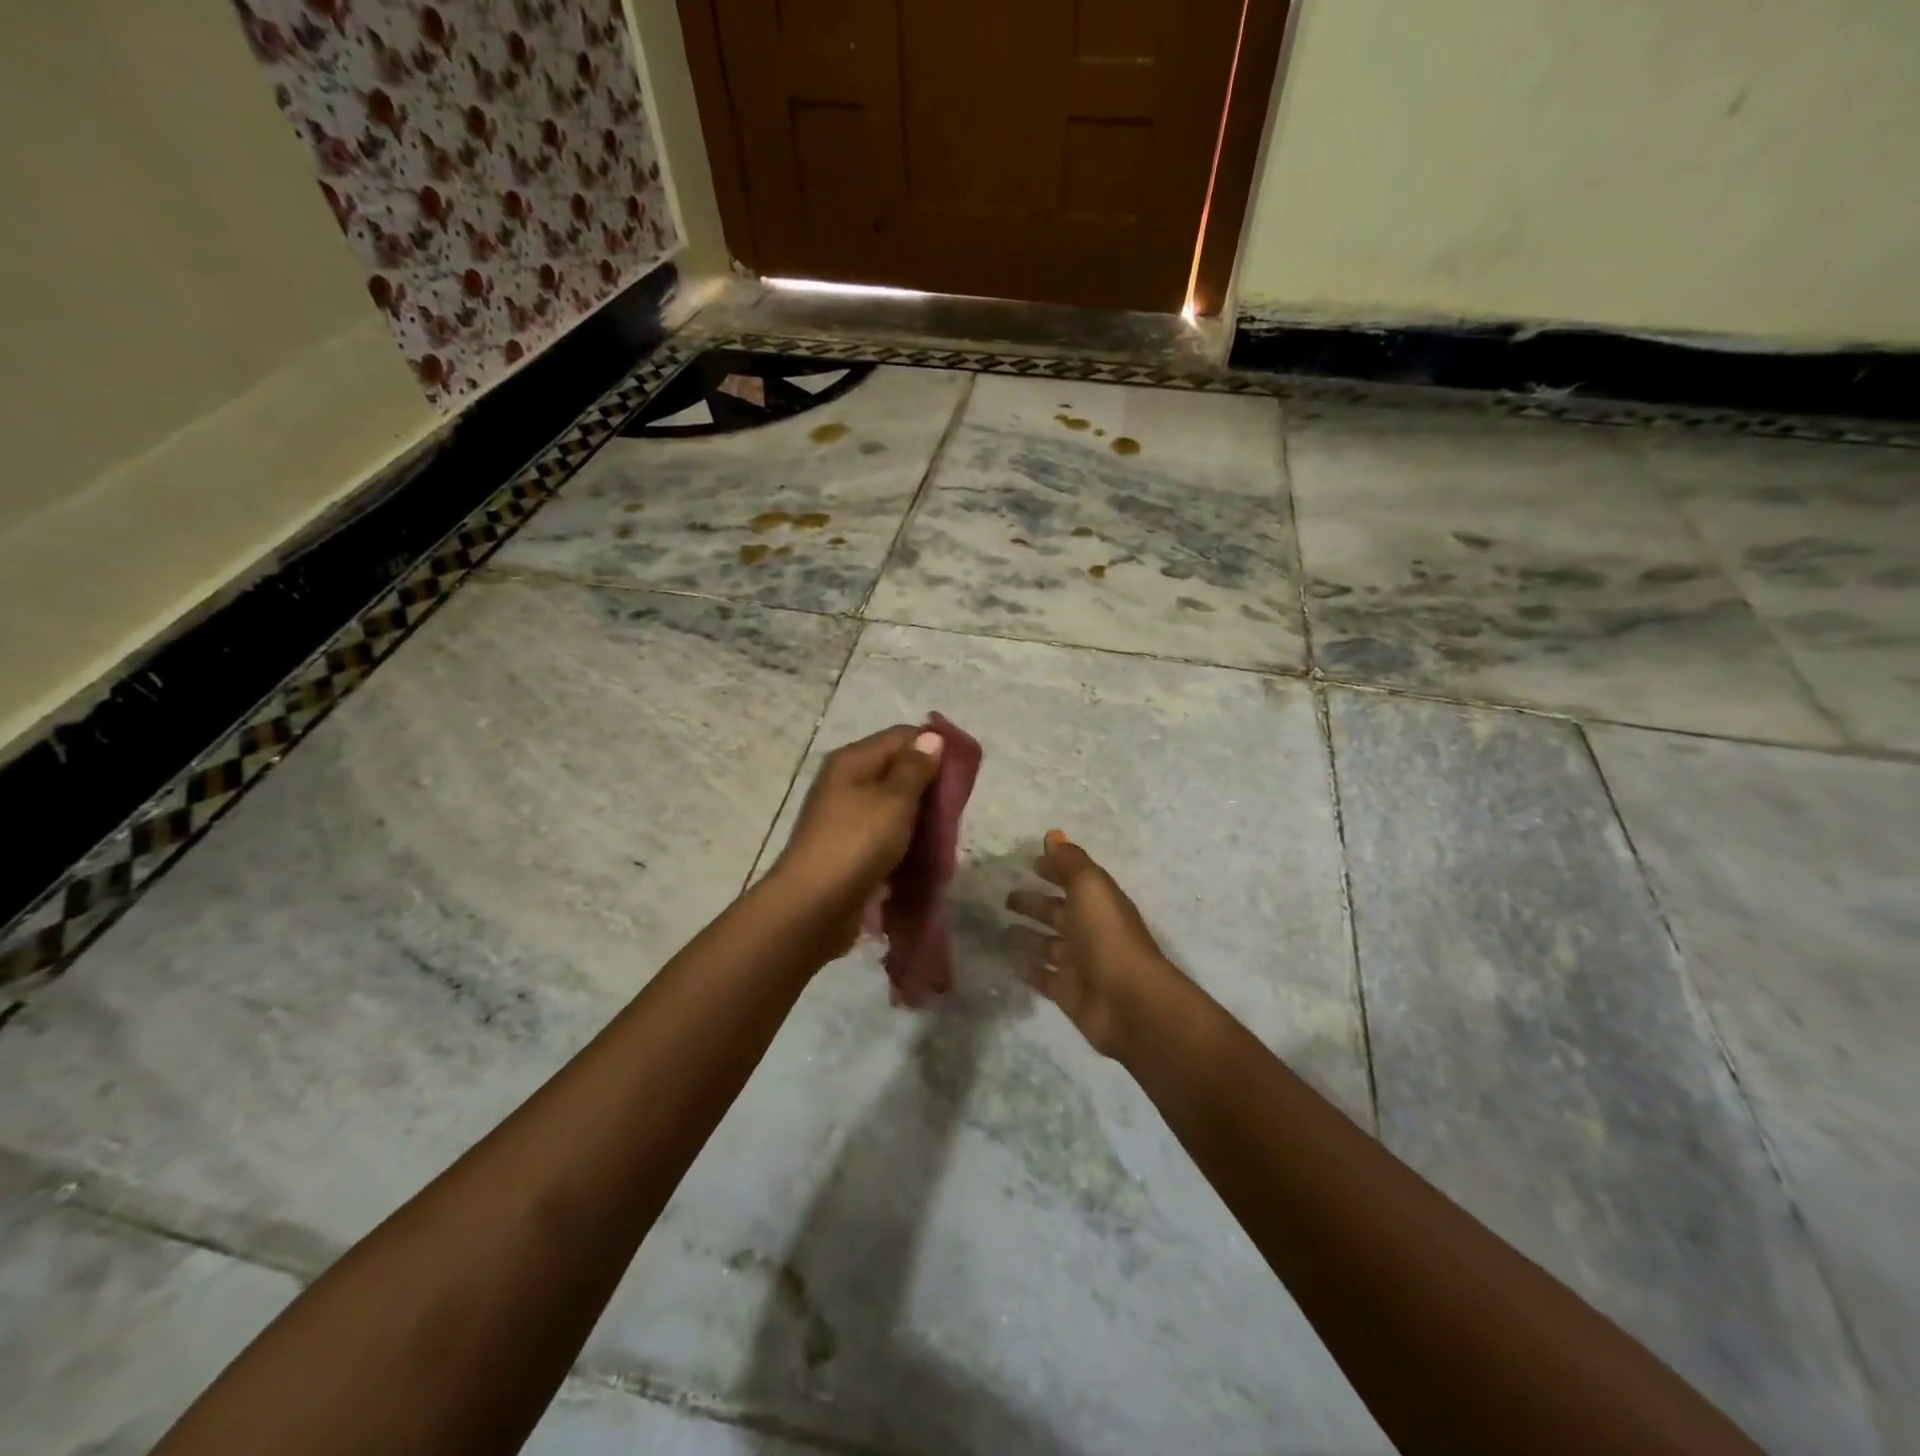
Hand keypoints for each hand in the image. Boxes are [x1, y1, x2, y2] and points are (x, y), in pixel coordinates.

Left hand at [772, 726, 943, 945]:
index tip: (961, 776)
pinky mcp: (850, 850)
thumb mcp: (894, 800)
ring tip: (943, 841)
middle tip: (954, 813)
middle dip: (930, 791)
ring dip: (920, 822)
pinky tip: (923, 861)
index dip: (934, 749)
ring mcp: (846, 818)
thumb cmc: (857, 843)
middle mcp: (847, 783)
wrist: (813, 907)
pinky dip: (905, 846)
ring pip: (895, 809)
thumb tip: (930, 736)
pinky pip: (886, 838)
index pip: (902, 736)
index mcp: (853, 760)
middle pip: (899, 772)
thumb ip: (916, 767)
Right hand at [1006, 831, 1183, 1059]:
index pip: (1075, 881)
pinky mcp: (1067, 992)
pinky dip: (1028, 967)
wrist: (1127, 1001)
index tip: (1030, 863)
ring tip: (1001, 927)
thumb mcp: (1090, 886)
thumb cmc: (1107, 935)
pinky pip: (1043, 976)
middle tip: (1006, 897)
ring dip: (1028, 935)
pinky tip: (1008, 960)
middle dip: (1035, 903)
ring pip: (1048, 945)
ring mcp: (1079, 963)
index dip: (1055, 871)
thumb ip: (1070, 862)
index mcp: (1099, 903)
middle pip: (1058, 912)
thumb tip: (1053, 835)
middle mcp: (1090, 930)